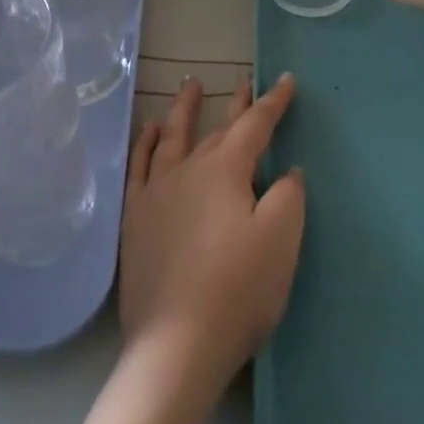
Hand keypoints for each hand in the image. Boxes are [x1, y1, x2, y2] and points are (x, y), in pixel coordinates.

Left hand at [120, 75, 304, 393]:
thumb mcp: (281, 240)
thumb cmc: (238, 290)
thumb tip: (286, 171)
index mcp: (225, 171)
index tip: (286, 80)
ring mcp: (156, 193)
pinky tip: (150, 131)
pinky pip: (139, 166)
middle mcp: (187, 171)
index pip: (255, 126)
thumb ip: (287, 197)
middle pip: (216, 130)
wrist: (177, 343)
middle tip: (245, 81)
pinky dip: (146, 143)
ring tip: (189, 85)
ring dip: (184, 110)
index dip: (273, 103)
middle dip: (235, 105)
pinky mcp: (136, 218)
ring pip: (172, 138)